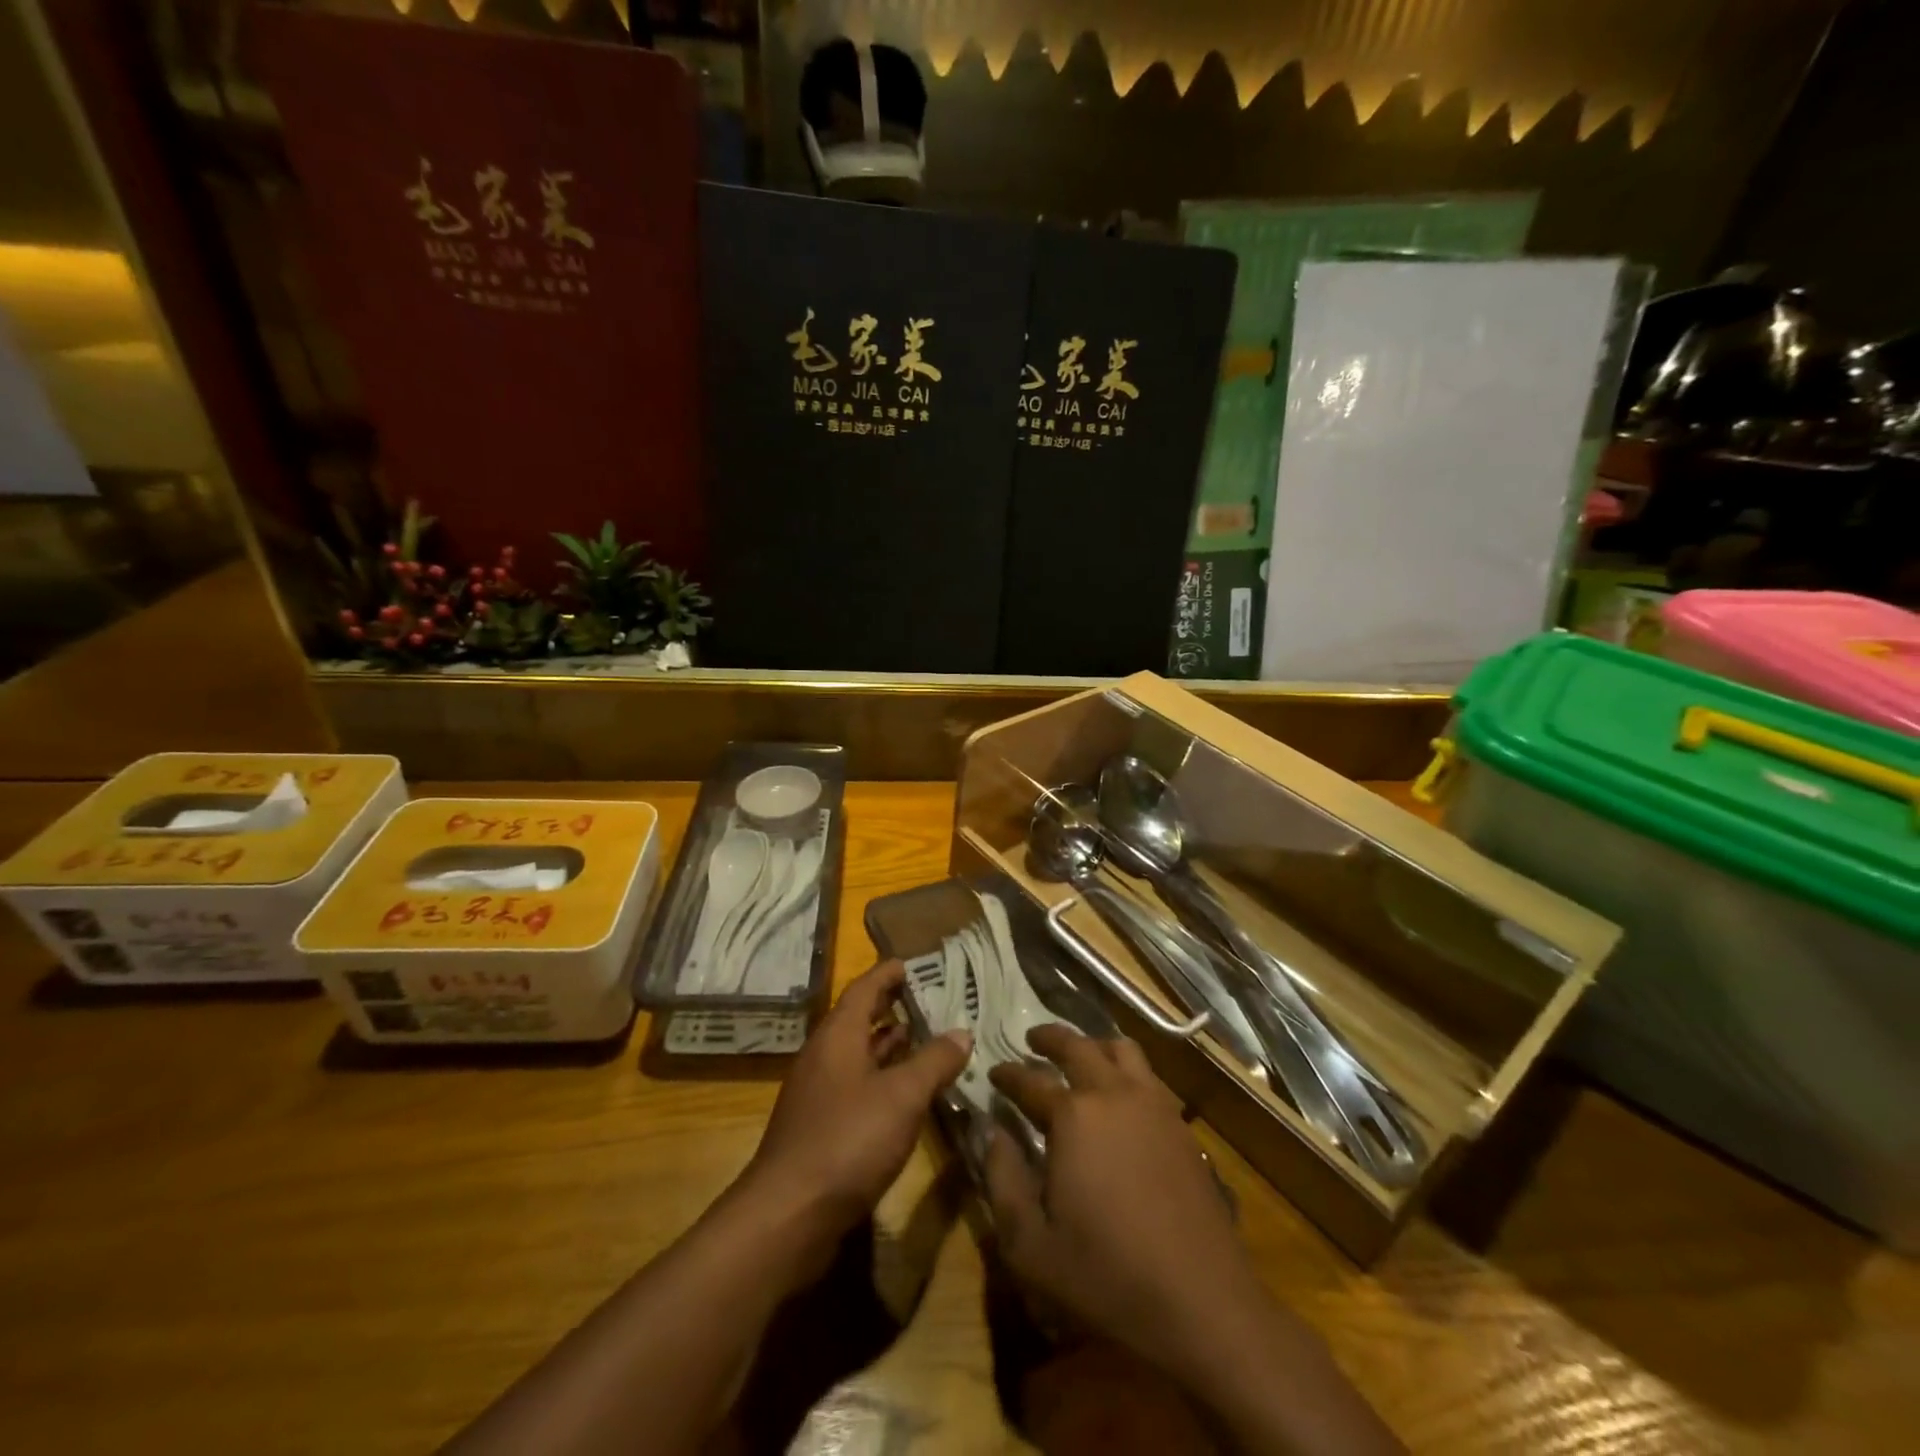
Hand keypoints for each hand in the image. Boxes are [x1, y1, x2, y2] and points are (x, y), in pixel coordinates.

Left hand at [743, 960, 970, 1243]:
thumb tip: (962, 1032)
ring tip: (926, 1038)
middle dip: (893, 1006)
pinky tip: (906, 1093)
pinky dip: (882, 1078)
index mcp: (838, 1035)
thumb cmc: (848, 1140)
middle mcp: (824, 1056)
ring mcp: (818, 1093)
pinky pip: (856, 1085)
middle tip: (931, 999)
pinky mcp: (820, 1126)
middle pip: (860, 1018)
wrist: (788, 1215)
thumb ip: (934, 1061)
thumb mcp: (902, 1096)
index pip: (865, 988)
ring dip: (889, 1044)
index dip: (889, 973)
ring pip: (858, 1054)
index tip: (916, 963)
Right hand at [984, 1025, 1259, 1379]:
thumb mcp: (1030, 1245)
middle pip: (1078, 1046)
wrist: (1203, 1305)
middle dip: (1050, 1038)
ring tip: (1079, 1056)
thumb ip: (1002, 1179)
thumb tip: (990, 1130)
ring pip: (1122, 1050)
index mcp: (1073, 1116)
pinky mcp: (1182, 1127)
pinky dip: (1126, 1069)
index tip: (993, 1072)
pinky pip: (1150, 1076)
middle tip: (1032, 1040)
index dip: (1008, 1074)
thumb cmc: (1107, 1278)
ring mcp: (1155, 1106)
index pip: (1030, 1080)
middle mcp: (1114, 1094)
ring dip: (1094, 1044)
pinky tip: (1121, 1094)